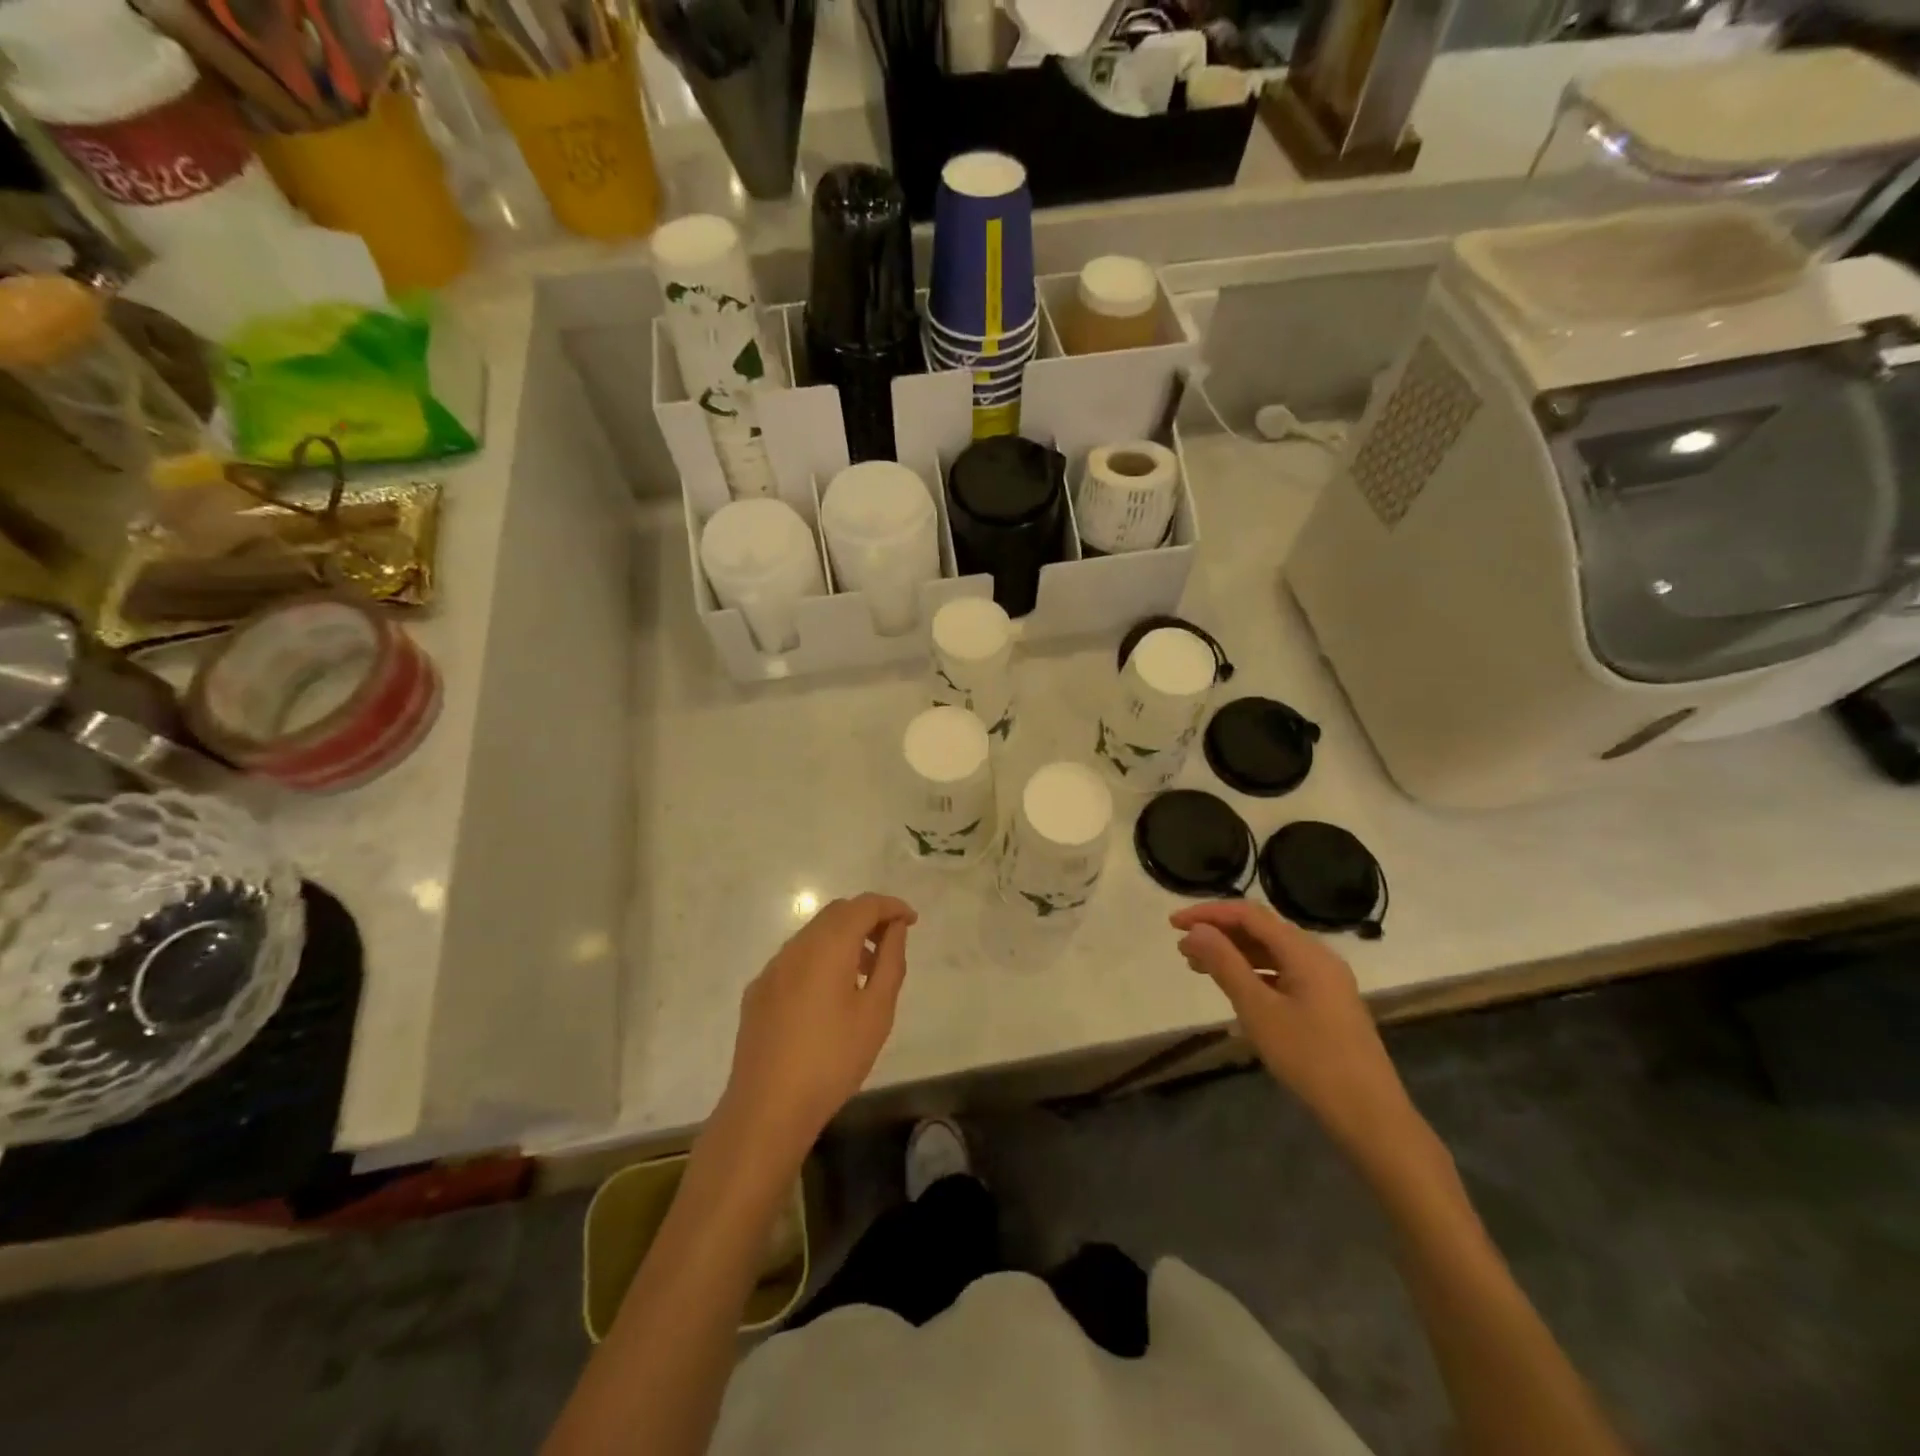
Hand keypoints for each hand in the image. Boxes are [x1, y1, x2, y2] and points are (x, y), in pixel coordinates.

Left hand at [720, 894, 916, 1160]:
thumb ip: (890, 961)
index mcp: (827, 947)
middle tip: (892, 942)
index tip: (911, 920)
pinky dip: (820, 958)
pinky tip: (829, 995)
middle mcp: (796, 947)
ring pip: (813, 934)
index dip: (890, 906)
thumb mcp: (876, 1012)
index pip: (863, 906)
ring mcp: (772, 969)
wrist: (767, 1108)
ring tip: (865, 973)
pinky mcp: (758, 991)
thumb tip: (895, 928)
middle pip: (836, 913)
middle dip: (867, 918)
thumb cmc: (832, 1060)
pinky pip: (795, 958)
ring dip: (843, 938)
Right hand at [1170, 902, 1421, 1165]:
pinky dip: (1253, 972)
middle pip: (1261, 929)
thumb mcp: (1259, 1010)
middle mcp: (1318, 956)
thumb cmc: (1310, 1058)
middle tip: (1182, 948)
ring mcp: (1326, 980)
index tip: (1173, 924)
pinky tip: (1235, 988)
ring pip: (1272, 952)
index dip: (1208, 914)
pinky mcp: (1327, 1003)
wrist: (1370, 1115)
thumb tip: (1196, 930)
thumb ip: (1225, 964)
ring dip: (1234, 953)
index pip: (1248, 914)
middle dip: (1219, 933)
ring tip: (1198, 966)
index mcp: (1305, 951)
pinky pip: (1283, 972)